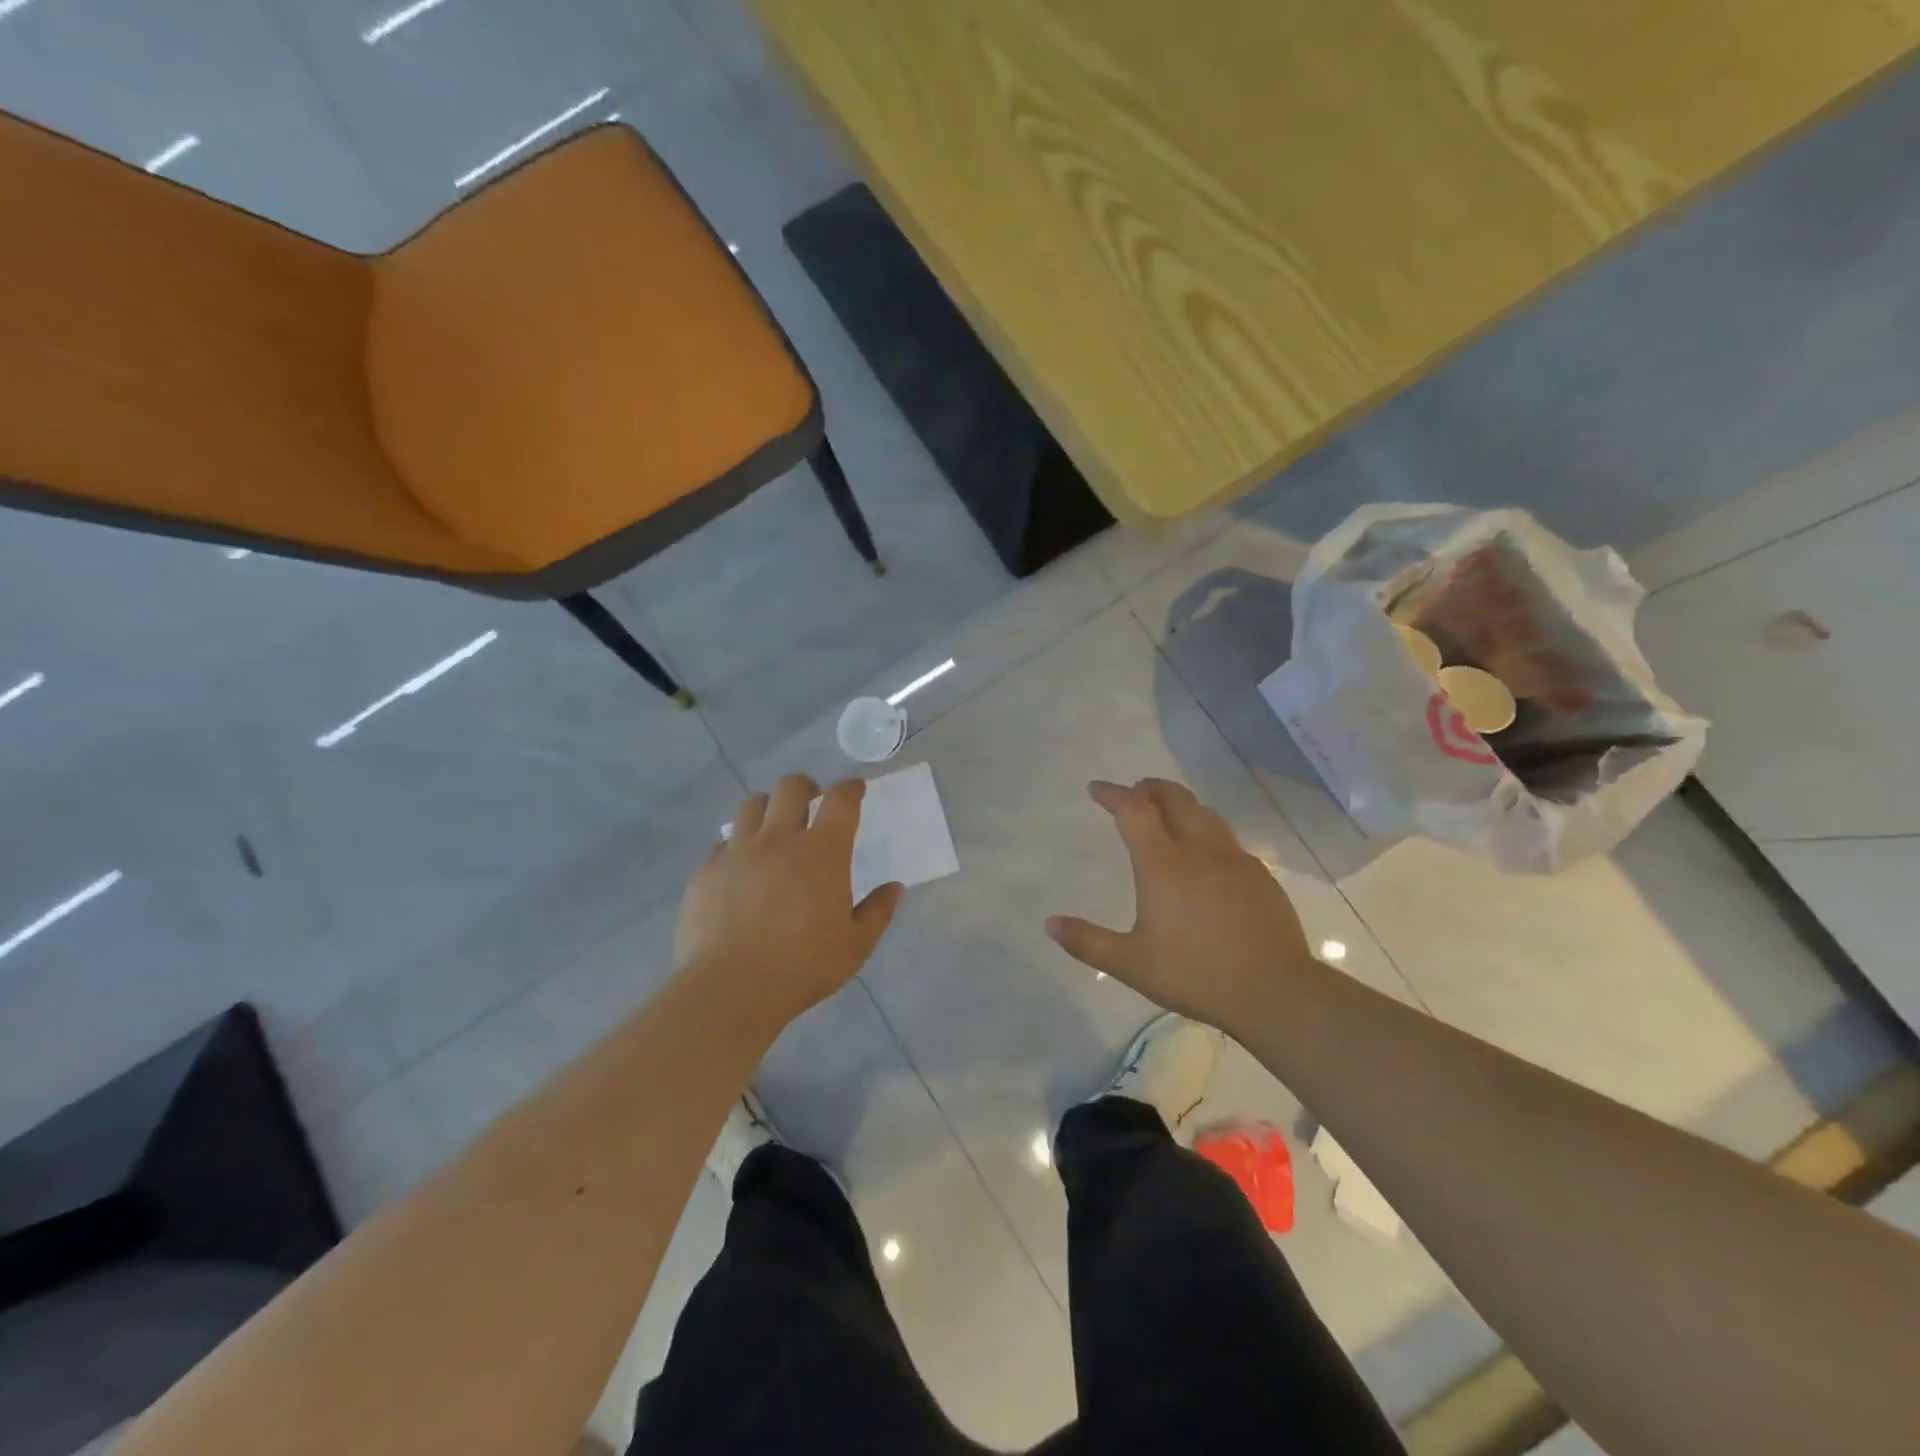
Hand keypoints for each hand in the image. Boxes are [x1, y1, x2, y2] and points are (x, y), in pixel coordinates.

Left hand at [676, 776, 902, 1036]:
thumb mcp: (855, 946)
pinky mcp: (707, 869)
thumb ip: (878, 912)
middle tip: (811, 801)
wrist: (730, 989)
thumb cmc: (802, 967)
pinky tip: (741, 868)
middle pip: (791, 787)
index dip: (851, 788)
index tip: (855, 789)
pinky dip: (737, 845)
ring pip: (752, 804)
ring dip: (769, 808)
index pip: (841, 800)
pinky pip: (723, 842)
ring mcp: (738, 851)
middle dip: (806, 787)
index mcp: (823, 853)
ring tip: (773, 828)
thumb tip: (895, 887)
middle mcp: (780, 839)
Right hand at [1046, 779, 1316, 1030]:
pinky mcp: (1260, 876)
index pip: (1134, 811)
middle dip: (1150, 788)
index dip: (1113, 794)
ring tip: (1167, 815)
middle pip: (1175, 798)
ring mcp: (1235, 860)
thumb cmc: (1196, 974)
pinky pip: (1227, 839)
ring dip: (1181, 805)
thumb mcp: (1131, 964)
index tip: (1097, 788)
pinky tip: (1206, 857)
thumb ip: (1088, 941)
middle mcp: (1199, 850)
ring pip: (1205, 814)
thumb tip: (1049, 923)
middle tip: (1134, 792)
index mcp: (1163, 864)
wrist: (1275, 991)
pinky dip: (1207, 831)